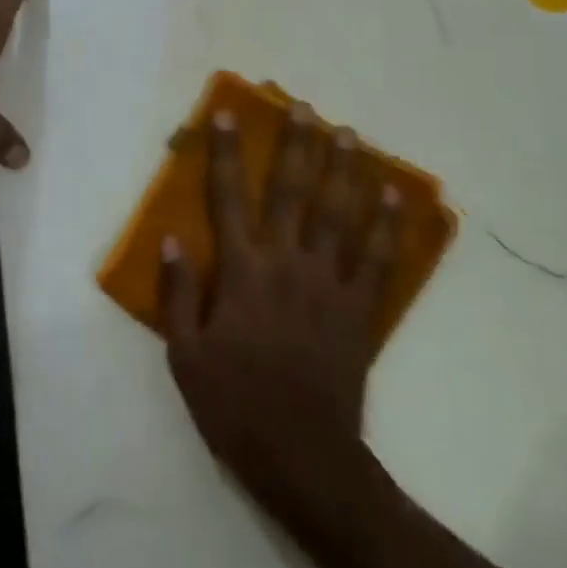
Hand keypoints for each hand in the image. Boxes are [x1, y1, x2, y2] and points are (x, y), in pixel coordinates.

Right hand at [160, 104, 402, 523]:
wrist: (304, 459)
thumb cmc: (235, 406)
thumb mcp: (185, 356)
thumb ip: (177, 294)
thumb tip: (173, 238)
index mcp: (242, 272)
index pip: (230, 197)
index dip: (227, 152)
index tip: (228, 113)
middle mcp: (287, 264)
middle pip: (293, 192)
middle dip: (297, 145)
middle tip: (304, 108)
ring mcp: (329, 284)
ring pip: (339, 214)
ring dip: (344, 170)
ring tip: (349, 133)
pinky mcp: (360, 310)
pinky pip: (377, 258)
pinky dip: (387, 224)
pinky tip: (393, 194)